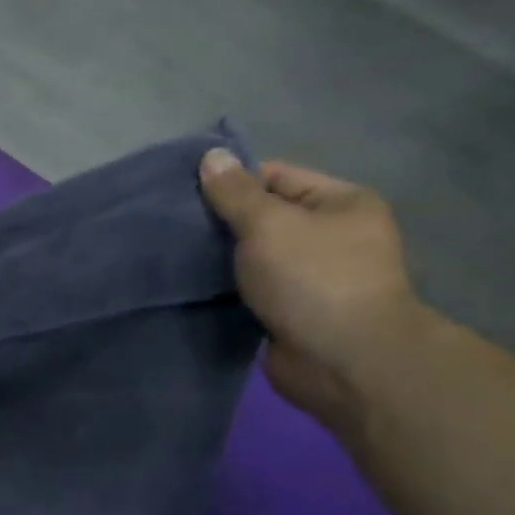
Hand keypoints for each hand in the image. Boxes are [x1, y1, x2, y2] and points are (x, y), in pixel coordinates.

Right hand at [198, 149, 438, 427]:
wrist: (342, 359)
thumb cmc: (312, 279)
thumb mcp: (269, 225)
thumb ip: (235, 193)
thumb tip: (211, 156)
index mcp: (340, 203)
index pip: (275, 176)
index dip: (231, 183)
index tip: (183, 196)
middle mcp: (331, 235)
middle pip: (263, 217)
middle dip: (220, 223)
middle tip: (172, 228)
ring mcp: (312, 276)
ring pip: (253, 256)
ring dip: (219, 259)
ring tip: (173, 257)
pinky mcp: (291, 310)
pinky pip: (251, 288)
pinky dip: (225, 288)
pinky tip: (192, 287)